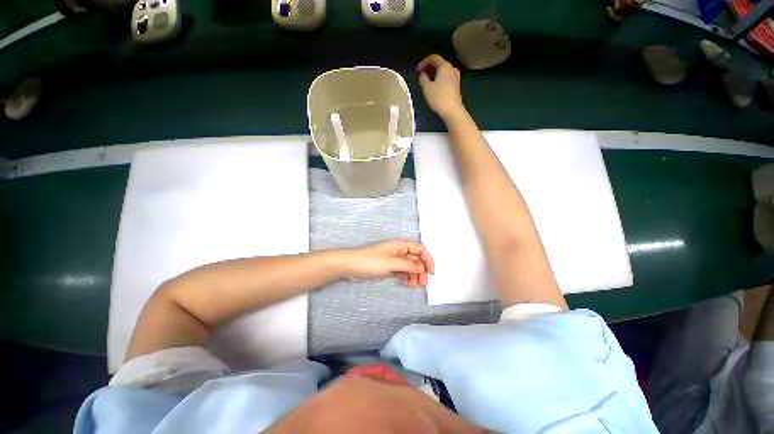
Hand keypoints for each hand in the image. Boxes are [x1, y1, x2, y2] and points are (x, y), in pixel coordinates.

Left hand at [340, 239, 434, 287]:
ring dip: (414, 275)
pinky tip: (406, 283)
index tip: (431, 272)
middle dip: (421, 270)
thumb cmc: (370, 261)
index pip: (419, 249)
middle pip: (415, 259)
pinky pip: (401, 271)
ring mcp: (393, 259)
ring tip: (413, 285)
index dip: (427, 259)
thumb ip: (408, 265)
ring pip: (409, 266)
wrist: (349, 265)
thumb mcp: (391, 263)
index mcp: (400, 245)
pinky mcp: (388, 267)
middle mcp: (398, 251)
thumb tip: (423, 267)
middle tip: (423, 283)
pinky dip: (405, 277)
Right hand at [417, 54, 464, 120]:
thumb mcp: (427, 88)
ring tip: (427, 80)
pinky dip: (439, 78)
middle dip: (429, 67)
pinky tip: (435, 86)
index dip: (424, 62)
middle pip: (439, 63)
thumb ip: (423, 79)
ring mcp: (455, 77)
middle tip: (421, 74)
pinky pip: (446, 77)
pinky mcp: (456, 85)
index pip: (433, 58)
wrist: (452, 110)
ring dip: (434, 73)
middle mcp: (452, 68)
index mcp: (444, 66)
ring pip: (443, 70)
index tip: (417, 70)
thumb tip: (423, 74)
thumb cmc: (439, 98)